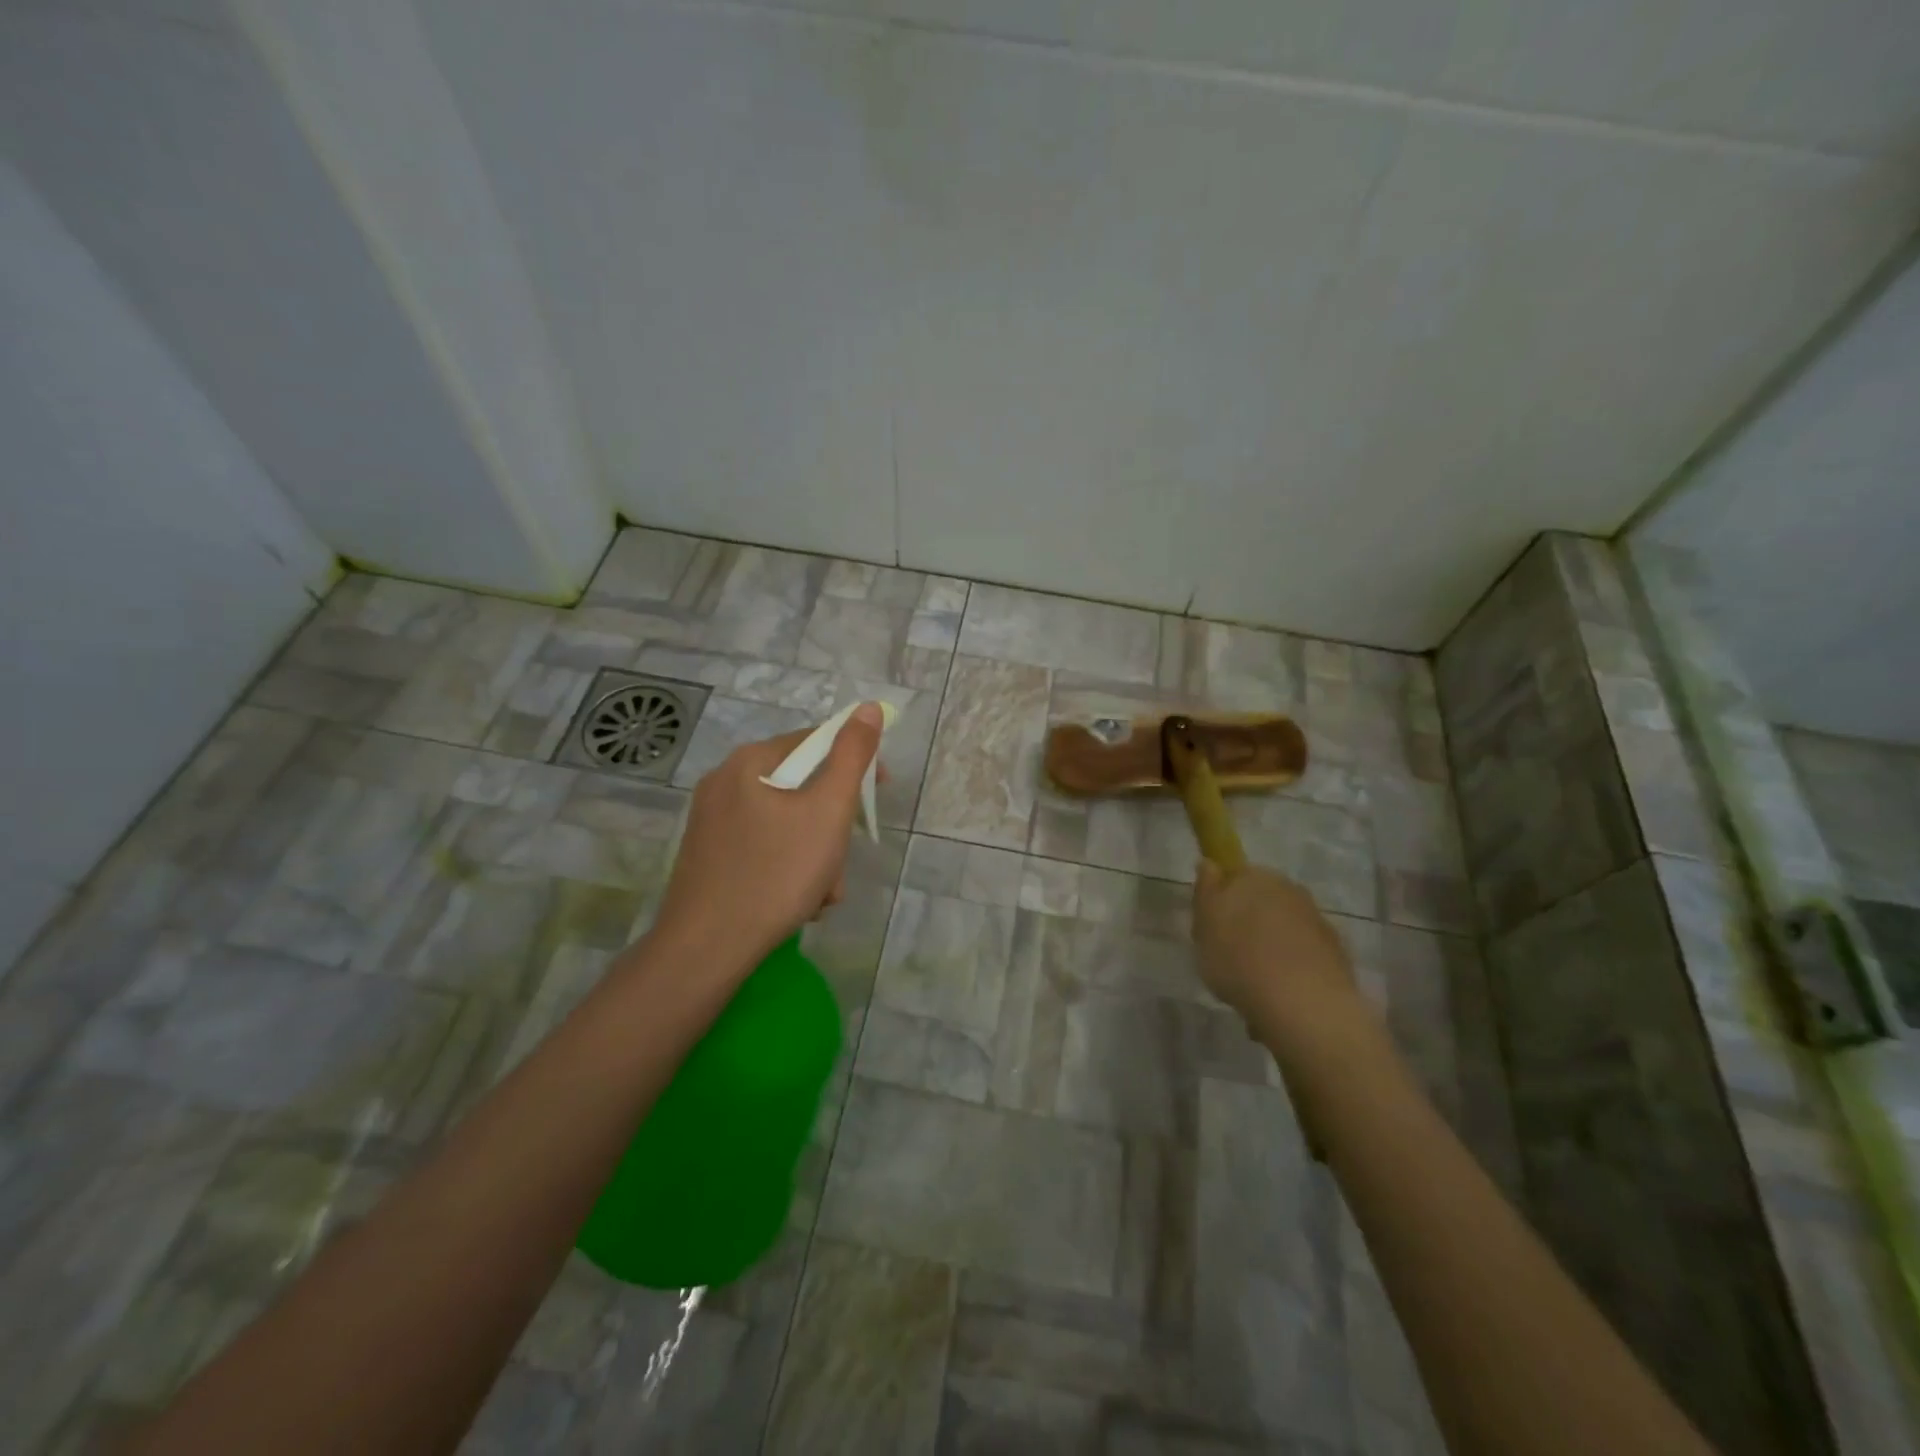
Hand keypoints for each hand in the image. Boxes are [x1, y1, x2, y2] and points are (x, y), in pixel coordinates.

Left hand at [652, 703, 884, 977]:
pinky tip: (798, 902)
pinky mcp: (708, 856)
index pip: (815, 742)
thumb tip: (868, 708)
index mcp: (749, 762)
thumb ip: (852, 756)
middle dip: (832, 826)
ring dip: (816, 854)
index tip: (880, 793)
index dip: (855, 763)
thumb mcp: (828, 811)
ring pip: (786, 823)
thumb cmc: (776, 873)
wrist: (707, 949)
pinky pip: (764, 847)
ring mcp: (711, 822)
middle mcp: (724, 783)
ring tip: (823, 893)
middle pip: (801, 787)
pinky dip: (788, 867)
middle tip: (842, 861)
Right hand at [1192, 860, 1369, 1056]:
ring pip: (1283, 928)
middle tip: (1229, 955)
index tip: (1211, 926)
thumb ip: (1205, 890)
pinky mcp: (1336, 953)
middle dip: (1248, 922)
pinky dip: (1292, 967)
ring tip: (1254, 982)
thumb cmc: (1239, 959)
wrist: (1303, 1005)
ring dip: (1270, 946)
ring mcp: (1317, 921)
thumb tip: (1210, 864)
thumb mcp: (1204, 924)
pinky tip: (1279, 993)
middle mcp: (1290, 890)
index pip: (1234, 875)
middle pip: (1261, 901)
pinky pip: (1303, 954)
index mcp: (1255, 876)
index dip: (1221, 899)